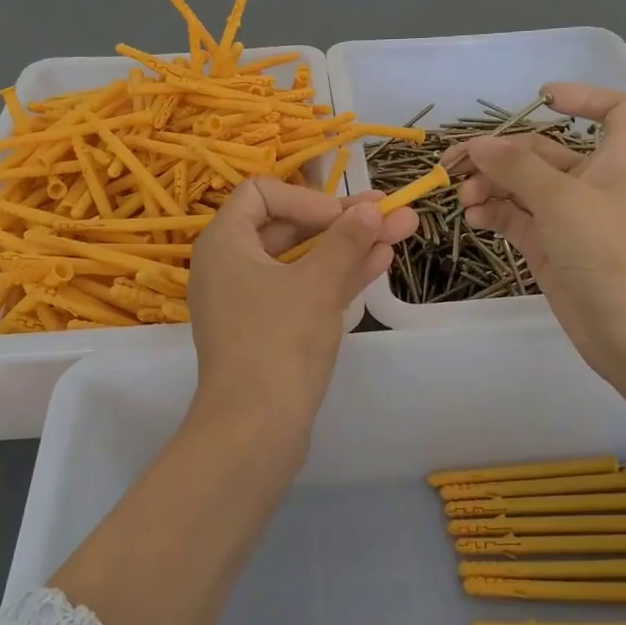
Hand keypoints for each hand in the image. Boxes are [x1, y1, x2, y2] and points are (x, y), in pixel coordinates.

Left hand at [188, 178, 417, 438]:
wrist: (254, 431)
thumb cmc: (279, 342)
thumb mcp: (317, 284)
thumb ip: (346, 241)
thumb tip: (371, 209)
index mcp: (224, 243)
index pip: (260, 194)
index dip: (306, 198)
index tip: (342, 217)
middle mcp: (231, 266)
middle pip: (288, 226)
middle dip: (342, 220)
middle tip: (390, 213)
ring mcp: (249, 300)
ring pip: (302, 260)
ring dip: (348, 246)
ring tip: (401, 231)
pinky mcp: (268, 329)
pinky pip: (302, 289)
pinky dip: (336, 276)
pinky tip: (380, 261)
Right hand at [451, 82, 625, 384]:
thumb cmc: (609, 252)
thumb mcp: (562, 199)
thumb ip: (516, 167)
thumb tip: (477, 145)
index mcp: (613, 161)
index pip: (615, 112)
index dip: (585, 98)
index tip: (542, 98)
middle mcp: (590, 184)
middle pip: (542, 152)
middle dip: (500, 154)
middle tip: (455, 165)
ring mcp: (567, 218)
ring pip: (521, 187)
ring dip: (490, 185)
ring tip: (463, 197)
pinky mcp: (548, 248)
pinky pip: (514, 218)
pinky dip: (492, 213)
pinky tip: (472, 218)